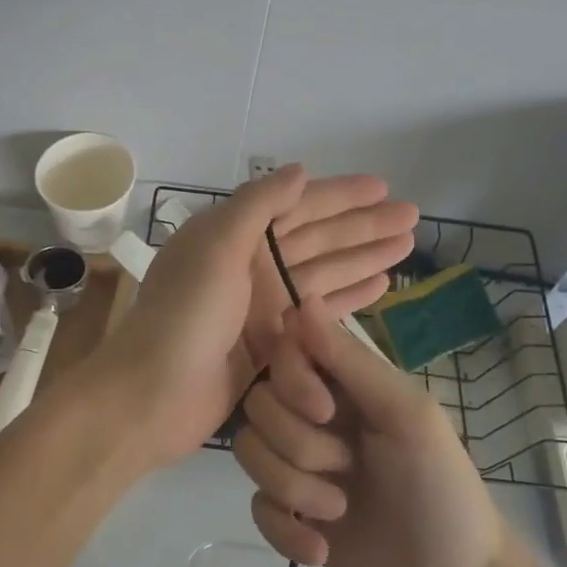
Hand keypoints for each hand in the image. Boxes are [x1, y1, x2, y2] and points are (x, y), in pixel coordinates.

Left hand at [92, 166, 416, 469]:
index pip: (297, 206)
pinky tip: (380, 286)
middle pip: (318, 238)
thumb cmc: (185, 314)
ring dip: (363, 258)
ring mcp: (262, 306)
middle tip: (413, 217)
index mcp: (234, 236)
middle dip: (364, 226)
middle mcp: (250, 264)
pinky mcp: (273, 343)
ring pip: (324, 273)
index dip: (340, 195)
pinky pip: (319, 312)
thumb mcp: (216, 246)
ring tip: (406, 247)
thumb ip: (257, 205)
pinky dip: (348, 297)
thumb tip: (300, 171)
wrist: (153, 395)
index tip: (383, 187)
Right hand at [236, 305, 536, 566]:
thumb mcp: (408, 417)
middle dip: (297, 444)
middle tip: (347, 467)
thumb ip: (351, 361)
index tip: (324, 410)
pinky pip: (255, 505)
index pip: (286, 352)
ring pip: (250, 451)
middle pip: (260, 404)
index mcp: (347, 386)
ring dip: (292, 488)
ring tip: (338, 512)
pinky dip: (284, 532)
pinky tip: (321, 551)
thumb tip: (301, 300)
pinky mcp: (291, 517)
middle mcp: (318, 418)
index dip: (292, 378)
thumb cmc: (443, 494)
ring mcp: (302, 468)